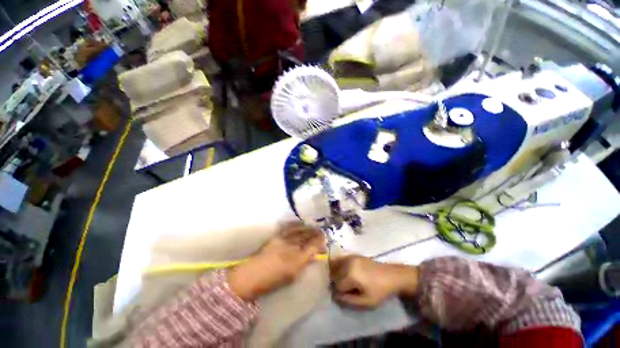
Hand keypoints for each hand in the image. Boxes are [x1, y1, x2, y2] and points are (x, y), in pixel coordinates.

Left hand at [227, 223, 324, 300]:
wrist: (251, 275)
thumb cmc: (273, 280)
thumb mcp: (292, 276)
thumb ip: (304, 263)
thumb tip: (313, 255)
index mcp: (297, 260)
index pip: (313, 246)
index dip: (320, 241)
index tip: (324, 239)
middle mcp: (292, 247)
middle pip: (307, 237)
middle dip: (316, 233)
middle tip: (321, 231)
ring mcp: (283, 240)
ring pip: (299, 230)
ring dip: (307, 227)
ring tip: (313, 226)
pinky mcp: (276, 236)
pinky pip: (288, 227)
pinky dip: (295, 224)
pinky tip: (300, 223)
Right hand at [329, 255, 418, 308]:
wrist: (391, 276)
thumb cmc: (380, 291)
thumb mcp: (366, 302)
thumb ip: (349, 300)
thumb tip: (335, 296)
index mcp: (351, 275)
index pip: (337, 285)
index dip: (338, 293)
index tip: (342, 297)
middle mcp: (348, 263)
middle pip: (334, 274)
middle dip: (334, 282)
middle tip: (340, 289)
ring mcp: (350, 257)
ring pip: (335, 265)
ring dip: (334, 273)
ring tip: (339, 281)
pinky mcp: (353, 254)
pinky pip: (340, 259)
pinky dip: (336, 264)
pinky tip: (339, 271)